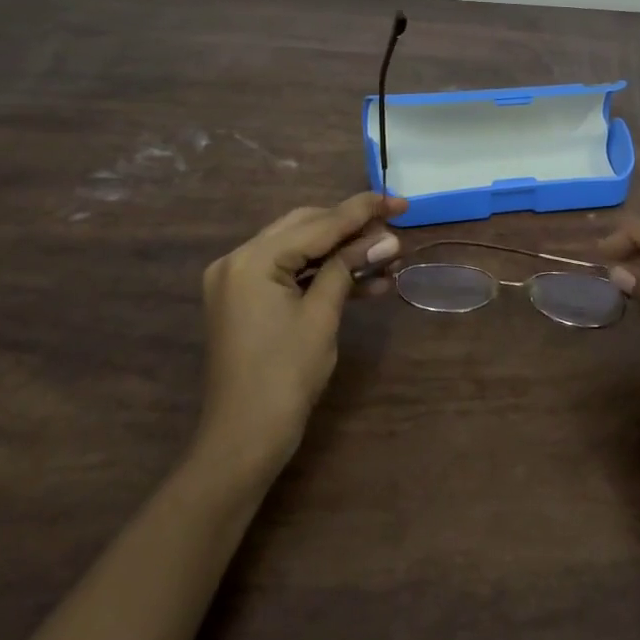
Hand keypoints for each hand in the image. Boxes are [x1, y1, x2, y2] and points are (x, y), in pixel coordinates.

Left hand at [198, 191, 406, 475]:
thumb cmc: (285, 376)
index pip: (317, 224)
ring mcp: (239, 280)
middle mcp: (239, 260)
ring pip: (301, 250)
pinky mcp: (247, 300)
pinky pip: (291, 275)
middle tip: (394, 227)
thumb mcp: (322, 316)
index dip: (362, 212)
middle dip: (352, 229)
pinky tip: (366, 283)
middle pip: (306, 228)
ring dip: (342, 254)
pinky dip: (324, 276)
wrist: (244, 438)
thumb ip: (348, 267)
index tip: (399, 201)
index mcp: (252, 259)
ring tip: (389, 257)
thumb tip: (387, 238)